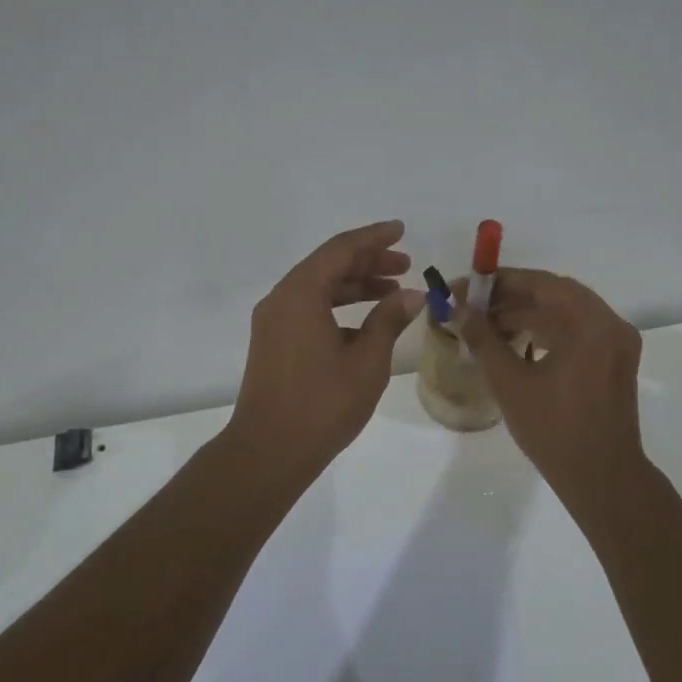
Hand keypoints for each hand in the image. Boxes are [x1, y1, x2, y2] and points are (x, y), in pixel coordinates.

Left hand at [226, 220, 423, 482]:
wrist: (269, 450)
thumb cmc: (322, 404)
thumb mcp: (366, 361)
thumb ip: (388, 320)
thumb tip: (412, 295)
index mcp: (301, 293)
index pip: (341, 249)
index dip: (374, 238)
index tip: (402, 231)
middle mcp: (281, 298)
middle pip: (328, 265)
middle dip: (368, 262)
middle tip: (405, 266)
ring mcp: (273, 321)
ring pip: (318, 288)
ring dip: (355, 285)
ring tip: (393, 293)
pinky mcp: (272, 342)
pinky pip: (308, 309)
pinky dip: (337, 307)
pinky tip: (366, 324)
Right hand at [456, 269, 648, 504]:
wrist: (602, 479)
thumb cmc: (555, 430)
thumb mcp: (510, 382)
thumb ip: (483, 339)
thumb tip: (458, 310)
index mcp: (591, 323)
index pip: (541, 284)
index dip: (499, 282)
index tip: (465, 287)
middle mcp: (610, 324)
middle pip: (554, 295)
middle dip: (509, 298)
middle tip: (471, 305)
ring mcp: (615, 344)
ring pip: (564, 314)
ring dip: (525, 314)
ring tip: (484, 324)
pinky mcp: (613, 362)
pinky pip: (575, 333)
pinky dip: (544, 331)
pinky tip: (513, 340)